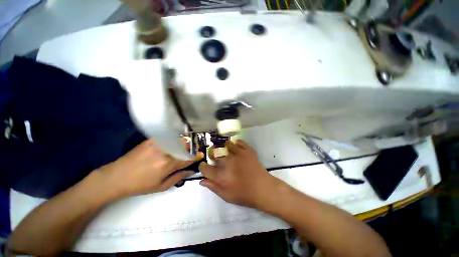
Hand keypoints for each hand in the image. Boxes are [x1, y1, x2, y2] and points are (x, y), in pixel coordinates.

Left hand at [98, 138, 202, 197]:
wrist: (117, 177)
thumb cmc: (140, 185)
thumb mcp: (161, 186)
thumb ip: (178, 177)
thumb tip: (191, 171)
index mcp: (168, 165)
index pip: (187, 158)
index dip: (196, 156)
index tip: (201, 154)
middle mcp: (165, 152)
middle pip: (184, 146)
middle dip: (190, 149)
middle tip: (190, 152)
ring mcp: (158, 144)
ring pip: (177, 140)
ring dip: (183, 144)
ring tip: (182, 148)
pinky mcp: (151, 140)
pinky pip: (167, 137)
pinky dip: (173, 140)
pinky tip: (172, 144)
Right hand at [199, 140, 282, 208]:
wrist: (263, 189)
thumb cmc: (244, 194)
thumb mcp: (226, 196)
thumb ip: (213, 187)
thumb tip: (201, 180)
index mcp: (222, 175)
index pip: (205, 168)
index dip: (203, 167)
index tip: (204, 166)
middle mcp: (228, 162)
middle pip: (215, 155)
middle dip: (213, 156)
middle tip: (216, 159)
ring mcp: (239, 154)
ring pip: (227, 146)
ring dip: (224, 148)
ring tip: (226, 151)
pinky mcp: (248, 151)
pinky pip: (240, 142)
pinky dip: (237, 143)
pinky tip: (236, 146)